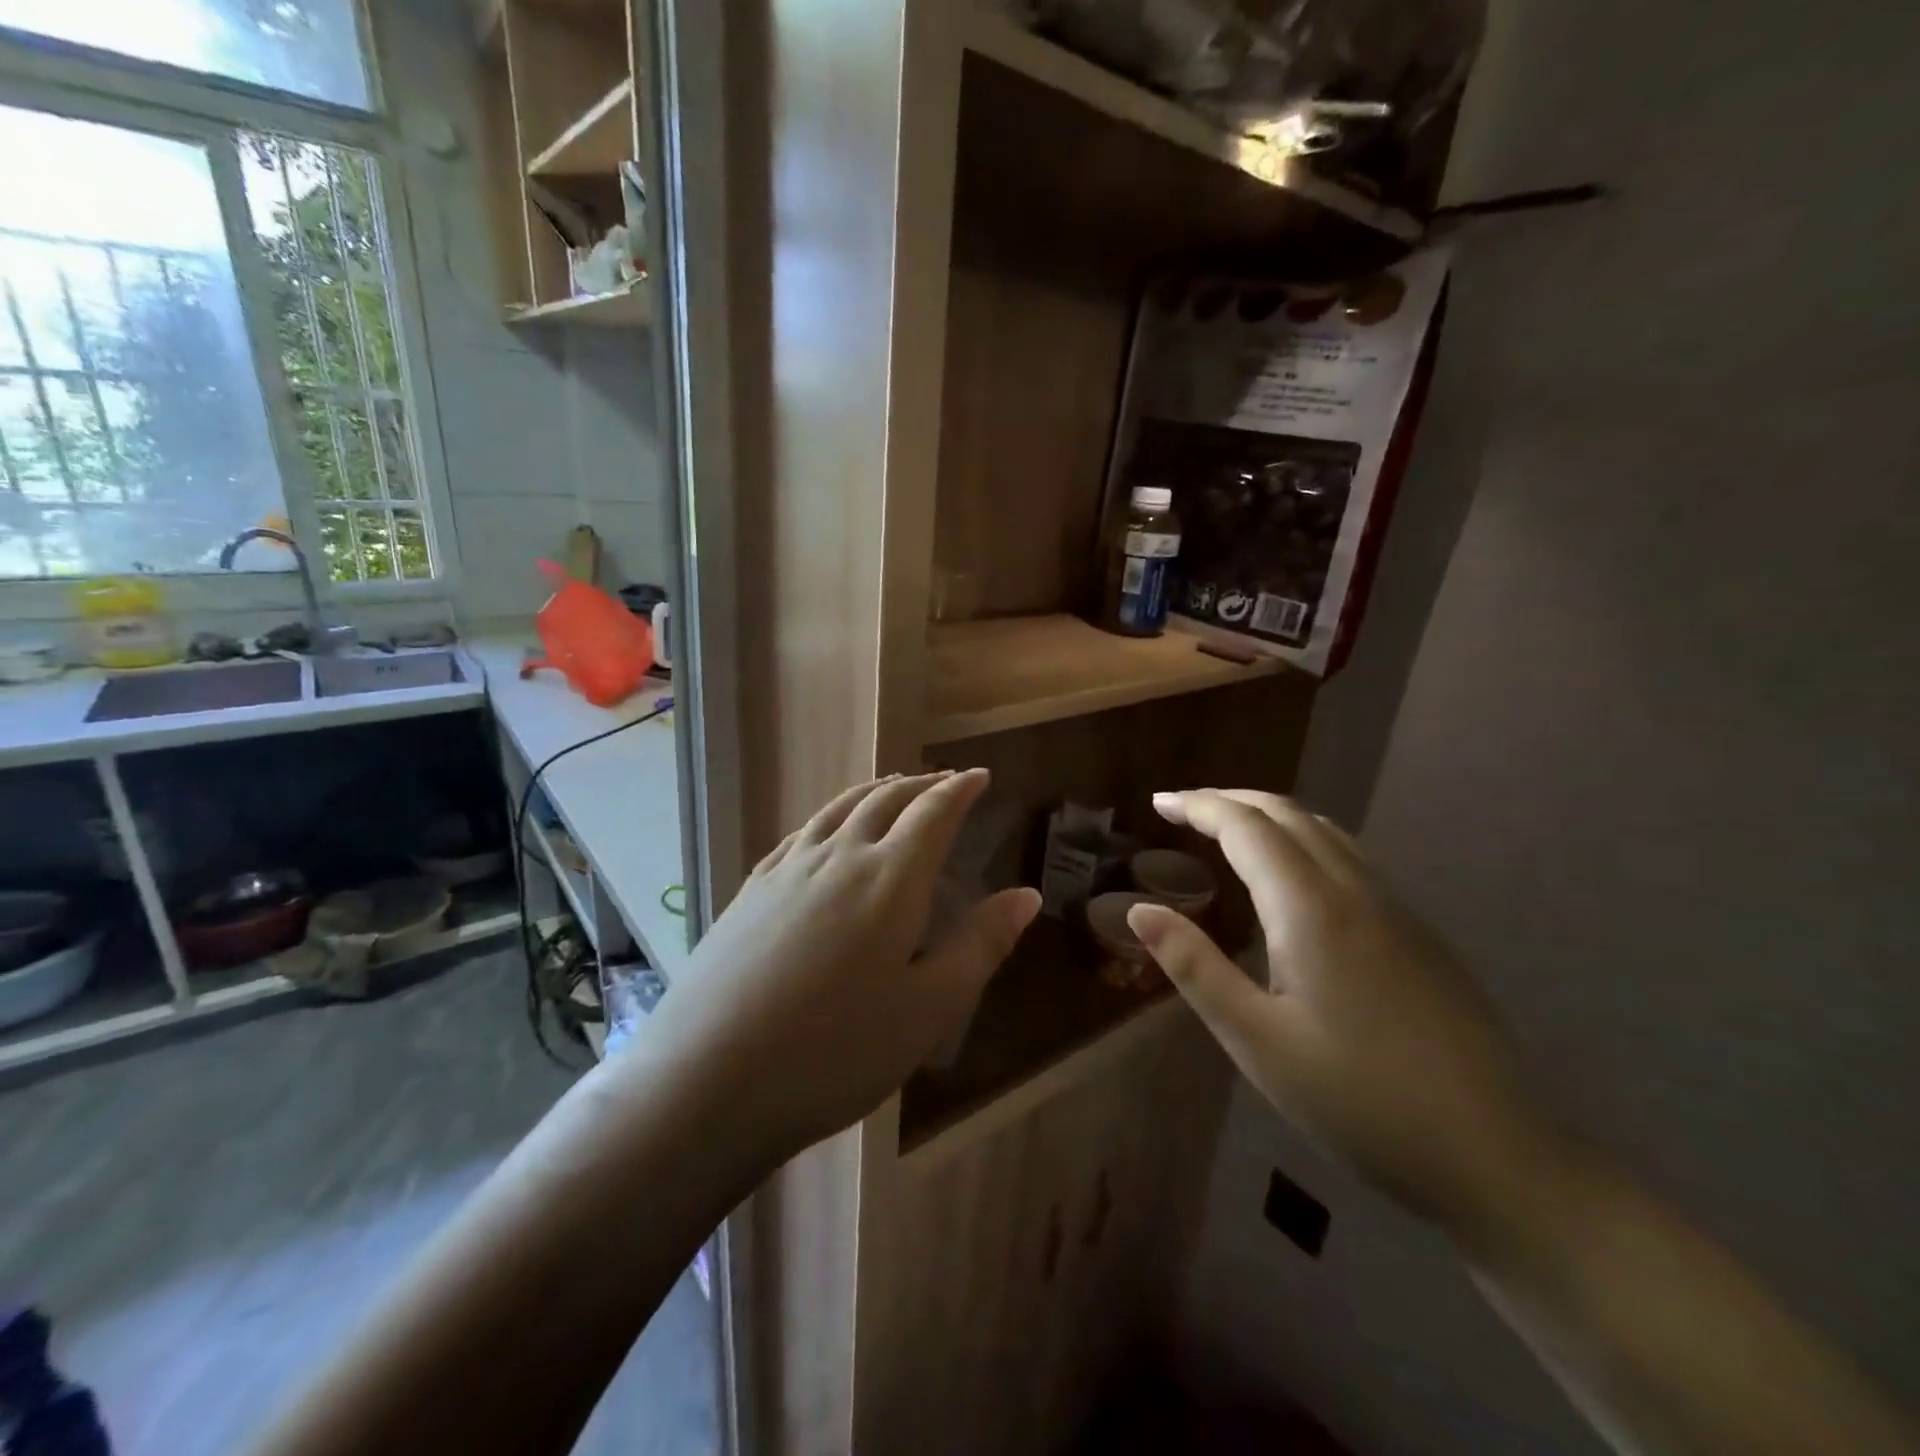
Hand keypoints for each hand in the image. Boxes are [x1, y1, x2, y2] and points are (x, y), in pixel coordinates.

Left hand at [636, 769, 1039, 1166]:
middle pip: (884, 800)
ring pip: (838, 808)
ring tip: (893, 788)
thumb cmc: (837, 1051)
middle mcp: (838, 856)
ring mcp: (787, 870)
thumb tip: (1026, 894)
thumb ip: (981, 944)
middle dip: (920, 784)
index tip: (979, 775)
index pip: (933, 812)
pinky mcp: (751, 890)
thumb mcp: (930, 1008)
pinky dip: (830, 816)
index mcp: (889, 878)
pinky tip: (827, 832)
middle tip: (943, 781)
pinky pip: (802, 833)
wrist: (709, 1080)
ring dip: (874, 791)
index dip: (959, 789)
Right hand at [1128, 790, 1565, 1243]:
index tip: (1158, 801)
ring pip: (1325, 831)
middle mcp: (1355, 891)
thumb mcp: (1257, 1040)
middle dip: (1231, 800)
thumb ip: (1195, 967)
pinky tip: (1294, 876)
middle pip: (1288, 815)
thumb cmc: (1358, 1101)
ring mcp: (1396, 910)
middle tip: (1184, 809)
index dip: (1199, 806)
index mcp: (1311, 909)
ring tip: (1229, 829)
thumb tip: (1140, 910)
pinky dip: (1305, 840)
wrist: (1496, 1156)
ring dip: (1270, 816)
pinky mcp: (1419, 934)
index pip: (1246, 828)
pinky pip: (1351, 857)